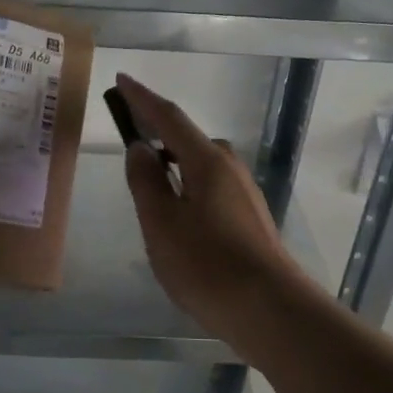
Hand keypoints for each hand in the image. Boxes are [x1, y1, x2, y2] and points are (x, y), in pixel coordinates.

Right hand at [115, 74, 307, 331]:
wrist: (271, 311)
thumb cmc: (207, 265)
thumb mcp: (162, 224)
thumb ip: (146, 183)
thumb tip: (139, 148)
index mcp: (207, 162)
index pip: (169, 118)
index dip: (142, 99)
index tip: (121, 81)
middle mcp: (230, 169)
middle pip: (189, 141)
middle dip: (159, 133)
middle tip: (131, 143)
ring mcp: (244, 195)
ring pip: (201, 167)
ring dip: (174, 165)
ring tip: (149, 187)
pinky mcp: (249, 219)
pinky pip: (211, 189)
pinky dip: (188, 189)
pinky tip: (178, 219)